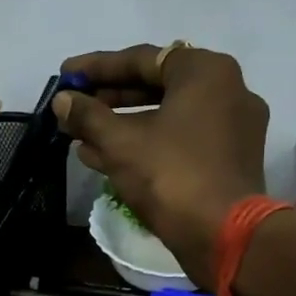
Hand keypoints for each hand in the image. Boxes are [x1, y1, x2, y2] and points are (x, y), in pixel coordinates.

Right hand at [53, 43, 269, 283]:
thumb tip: (62, 100)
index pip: (142, 59)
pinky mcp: (230, 160)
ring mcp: (233, 127)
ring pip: (167, 117)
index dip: (97, 67)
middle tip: (74, 106)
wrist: (225, 236)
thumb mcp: (120, 143)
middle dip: (109, 99)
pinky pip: (181, 141)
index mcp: (206, 72)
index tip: (65, 75)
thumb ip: (88, 116)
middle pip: (156, 86)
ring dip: (122, 125)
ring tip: (80, 136)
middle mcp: (227, 90)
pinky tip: (105, 158)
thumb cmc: (172, 176)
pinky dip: (146, 144)